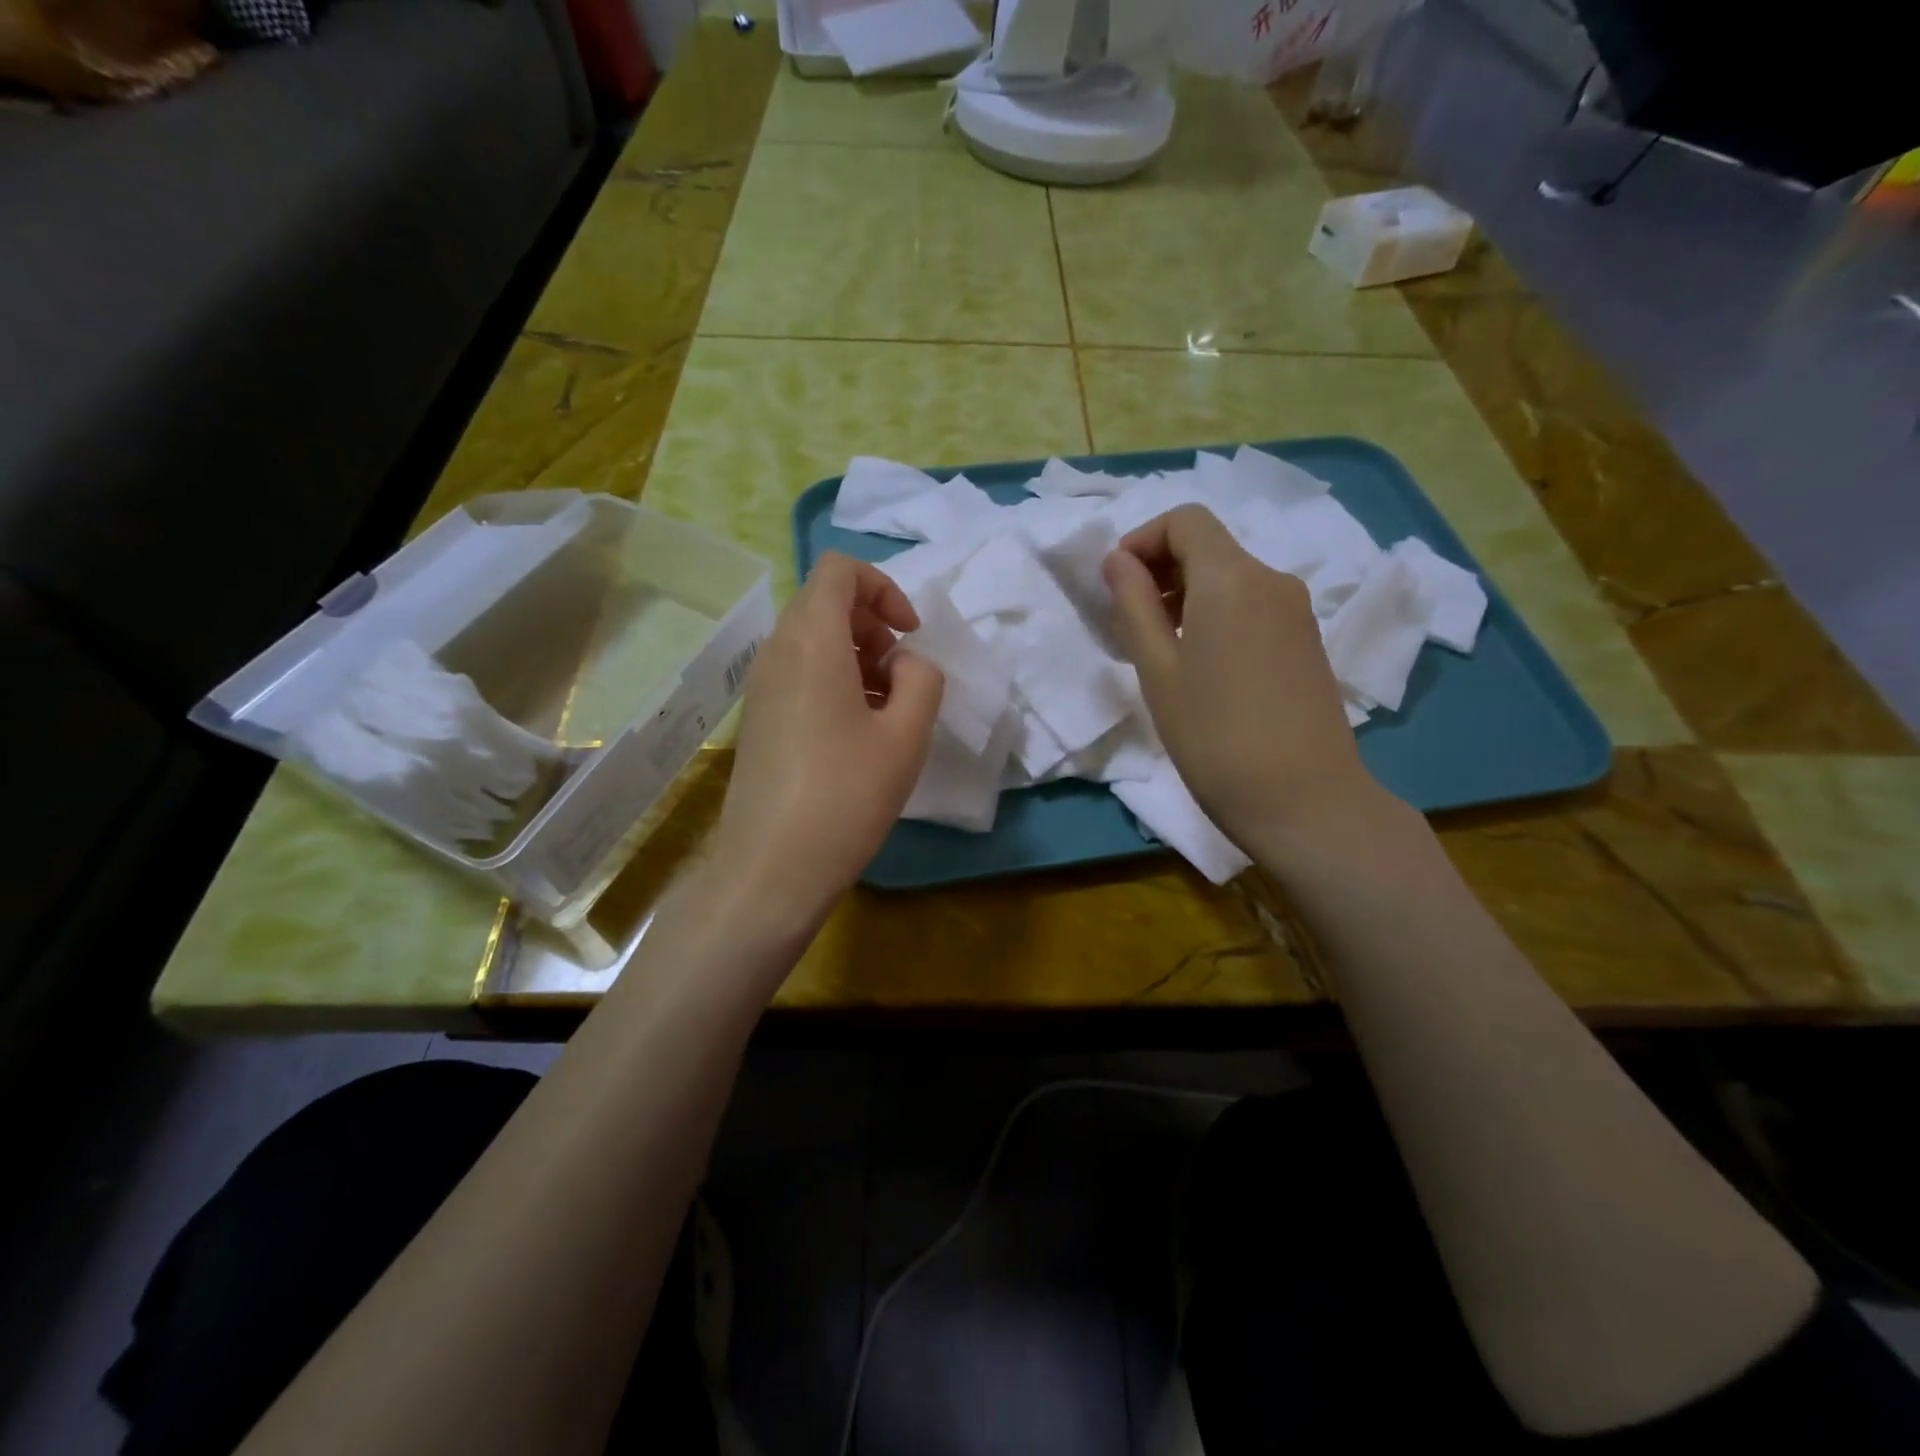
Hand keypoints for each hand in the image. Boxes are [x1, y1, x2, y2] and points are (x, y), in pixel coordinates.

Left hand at [715, 552, 942, 928]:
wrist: (772, 868)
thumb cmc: (847, 795)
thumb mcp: (907, 735)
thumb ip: (922, 679)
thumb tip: (905, 663)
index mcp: (812, 641)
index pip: (839, 570)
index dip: (883, 588)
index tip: (910, 635)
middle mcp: (777, 651)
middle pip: (825, 602)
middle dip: (873, 624)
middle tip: (902, 676)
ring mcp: (761, 685)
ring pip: (812, 638)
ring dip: (858, 655)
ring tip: (887, 709)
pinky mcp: (759, 717)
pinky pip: (799, 672)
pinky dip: (835, 680)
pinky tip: (857, 733)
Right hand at [1103, 505, 1387, 852]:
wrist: (1304, 800)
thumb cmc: (1214, 735)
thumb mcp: (1158, 670)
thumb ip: (1134, 605)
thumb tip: (1118, 560)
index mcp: (1232, 578)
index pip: (1185, 520)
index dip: (1142, 540)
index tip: (1117, 586)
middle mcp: (1271, 579)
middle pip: (1209, 545)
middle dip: (1161, 569)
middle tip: (1129, 623)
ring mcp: (1296, 611)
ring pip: (1230, 577)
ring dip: (1186, 595)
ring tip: (1160, 650)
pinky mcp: (1306, 641)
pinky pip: (1251, 606)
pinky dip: (1216, 615)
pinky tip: (1201, 666)